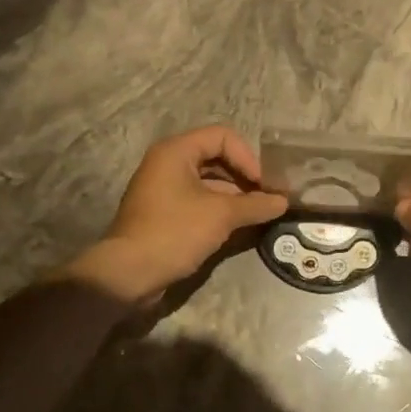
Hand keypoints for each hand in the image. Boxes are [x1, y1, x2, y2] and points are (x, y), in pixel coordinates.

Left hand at [62, 126, 286, 302]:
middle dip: (244, 176)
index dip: (248, 157)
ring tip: (259, 213)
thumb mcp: (221, 216)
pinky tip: (239, 226)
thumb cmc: (174, 232)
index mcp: (176, 151)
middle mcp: (168, 163)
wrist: (128, 274)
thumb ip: (255, 205)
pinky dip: (220, 209)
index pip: (223, 137)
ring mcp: (164, 188)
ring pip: (209, 182)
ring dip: (235, 195)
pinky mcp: (165, 212)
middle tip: (267, 198)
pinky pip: (199, 200)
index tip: (263, 184)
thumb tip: (283, 201)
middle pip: (217, 157)